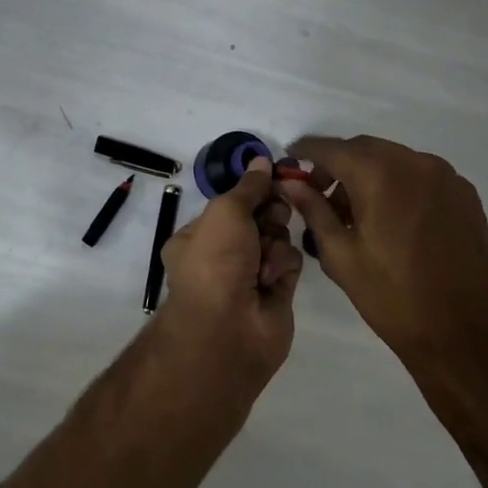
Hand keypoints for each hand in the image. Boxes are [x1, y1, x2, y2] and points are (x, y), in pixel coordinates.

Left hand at [155, 158, 300, 385]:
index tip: (274, 177)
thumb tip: (261, 159)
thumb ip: (248, 186)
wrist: (229, 328)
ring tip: (265, 257)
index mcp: (198, 236)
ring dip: (275, 241)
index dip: (253, 191)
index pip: (232, 204)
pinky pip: (289, 262)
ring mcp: (250, 275)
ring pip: (277, 238)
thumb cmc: (215, 261)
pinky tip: (272, 277)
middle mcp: (222, 255)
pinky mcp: (276, 292)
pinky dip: (284, 263)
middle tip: (271, 217)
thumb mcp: (226, 212)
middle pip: (258, 218)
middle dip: (269, 214)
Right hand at [278, 136, 487, 382]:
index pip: (331, 148)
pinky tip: (392, 218)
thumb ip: (314, 210)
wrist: (465, 335)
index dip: (306, 150)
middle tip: (320, 193)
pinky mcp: (466, 195)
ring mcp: (446, 177)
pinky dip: (398, 183)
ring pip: (394, 159)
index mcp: (379, 175)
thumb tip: (290, 183)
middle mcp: (415, 163)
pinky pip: (420, 175)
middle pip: (364, 148)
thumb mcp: (340, 255)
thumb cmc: (392, 297)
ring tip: (356, 213)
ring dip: (368, 173)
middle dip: (338, 164)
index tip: (291, 157)